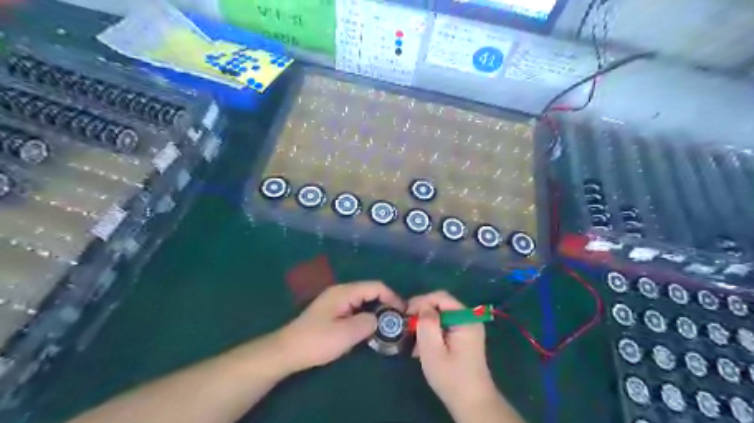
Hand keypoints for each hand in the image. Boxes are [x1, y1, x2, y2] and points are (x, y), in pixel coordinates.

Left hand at [277, 283, 402, 371]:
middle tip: (397, 321)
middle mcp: (341, 292)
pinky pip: (355, 308)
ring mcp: (335, 301)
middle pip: (370, 291)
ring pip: (363, 300)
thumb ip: (367, 323)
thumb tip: (378, 320)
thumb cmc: (317, 341)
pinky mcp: (332, 311)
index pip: (375, 286)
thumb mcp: (346, 334)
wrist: (287, 351)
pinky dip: (365, 315)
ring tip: (386, 326)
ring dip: (376, 310)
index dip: (392, 297)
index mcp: (344, 292)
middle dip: (385, 303)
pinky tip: (368, 328)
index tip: (403, 313)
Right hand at [407, 290, 499, 415]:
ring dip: (426, 324)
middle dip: (422, 313)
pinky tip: (423, 347)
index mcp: (465, 318)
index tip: (406, 313)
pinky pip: (445, 325)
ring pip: (441, 315)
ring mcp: (468, 327)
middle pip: (441, 304)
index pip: (441, 297)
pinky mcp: (464, 336)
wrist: (471, 402)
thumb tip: (423, 306)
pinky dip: (432, 332)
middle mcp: (469, 318)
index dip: (421, 301)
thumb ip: (427, 323)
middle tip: (408, 326)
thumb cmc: (451, 376)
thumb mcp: (432, 349)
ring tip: (413, 339)